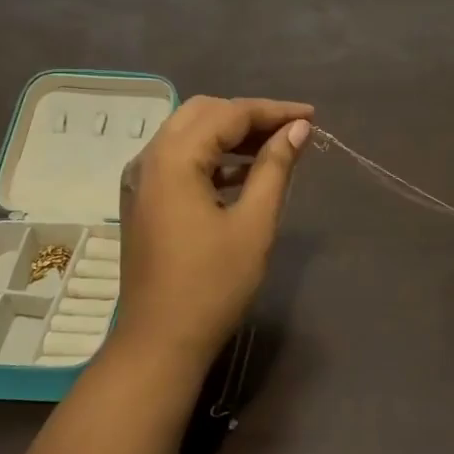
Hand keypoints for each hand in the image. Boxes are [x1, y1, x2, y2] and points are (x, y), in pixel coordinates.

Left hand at [117, 96, 314, 364]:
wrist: (160, 342)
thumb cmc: (212, 285)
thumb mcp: (254, 224)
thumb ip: (274, 168)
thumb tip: (297, 129)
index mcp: (174, 159)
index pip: (228, 114)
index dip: (273, 111)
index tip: (311, 116)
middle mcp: (150, 158)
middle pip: (202, 113)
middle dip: (248, 116)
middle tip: (291, 130)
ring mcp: (141, 179)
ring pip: (188, 134)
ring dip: (230, 134)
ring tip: (275, 147)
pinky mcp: (143, 199)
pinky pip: (179, 159)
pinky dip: (212, 157)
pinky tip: (244, 173)